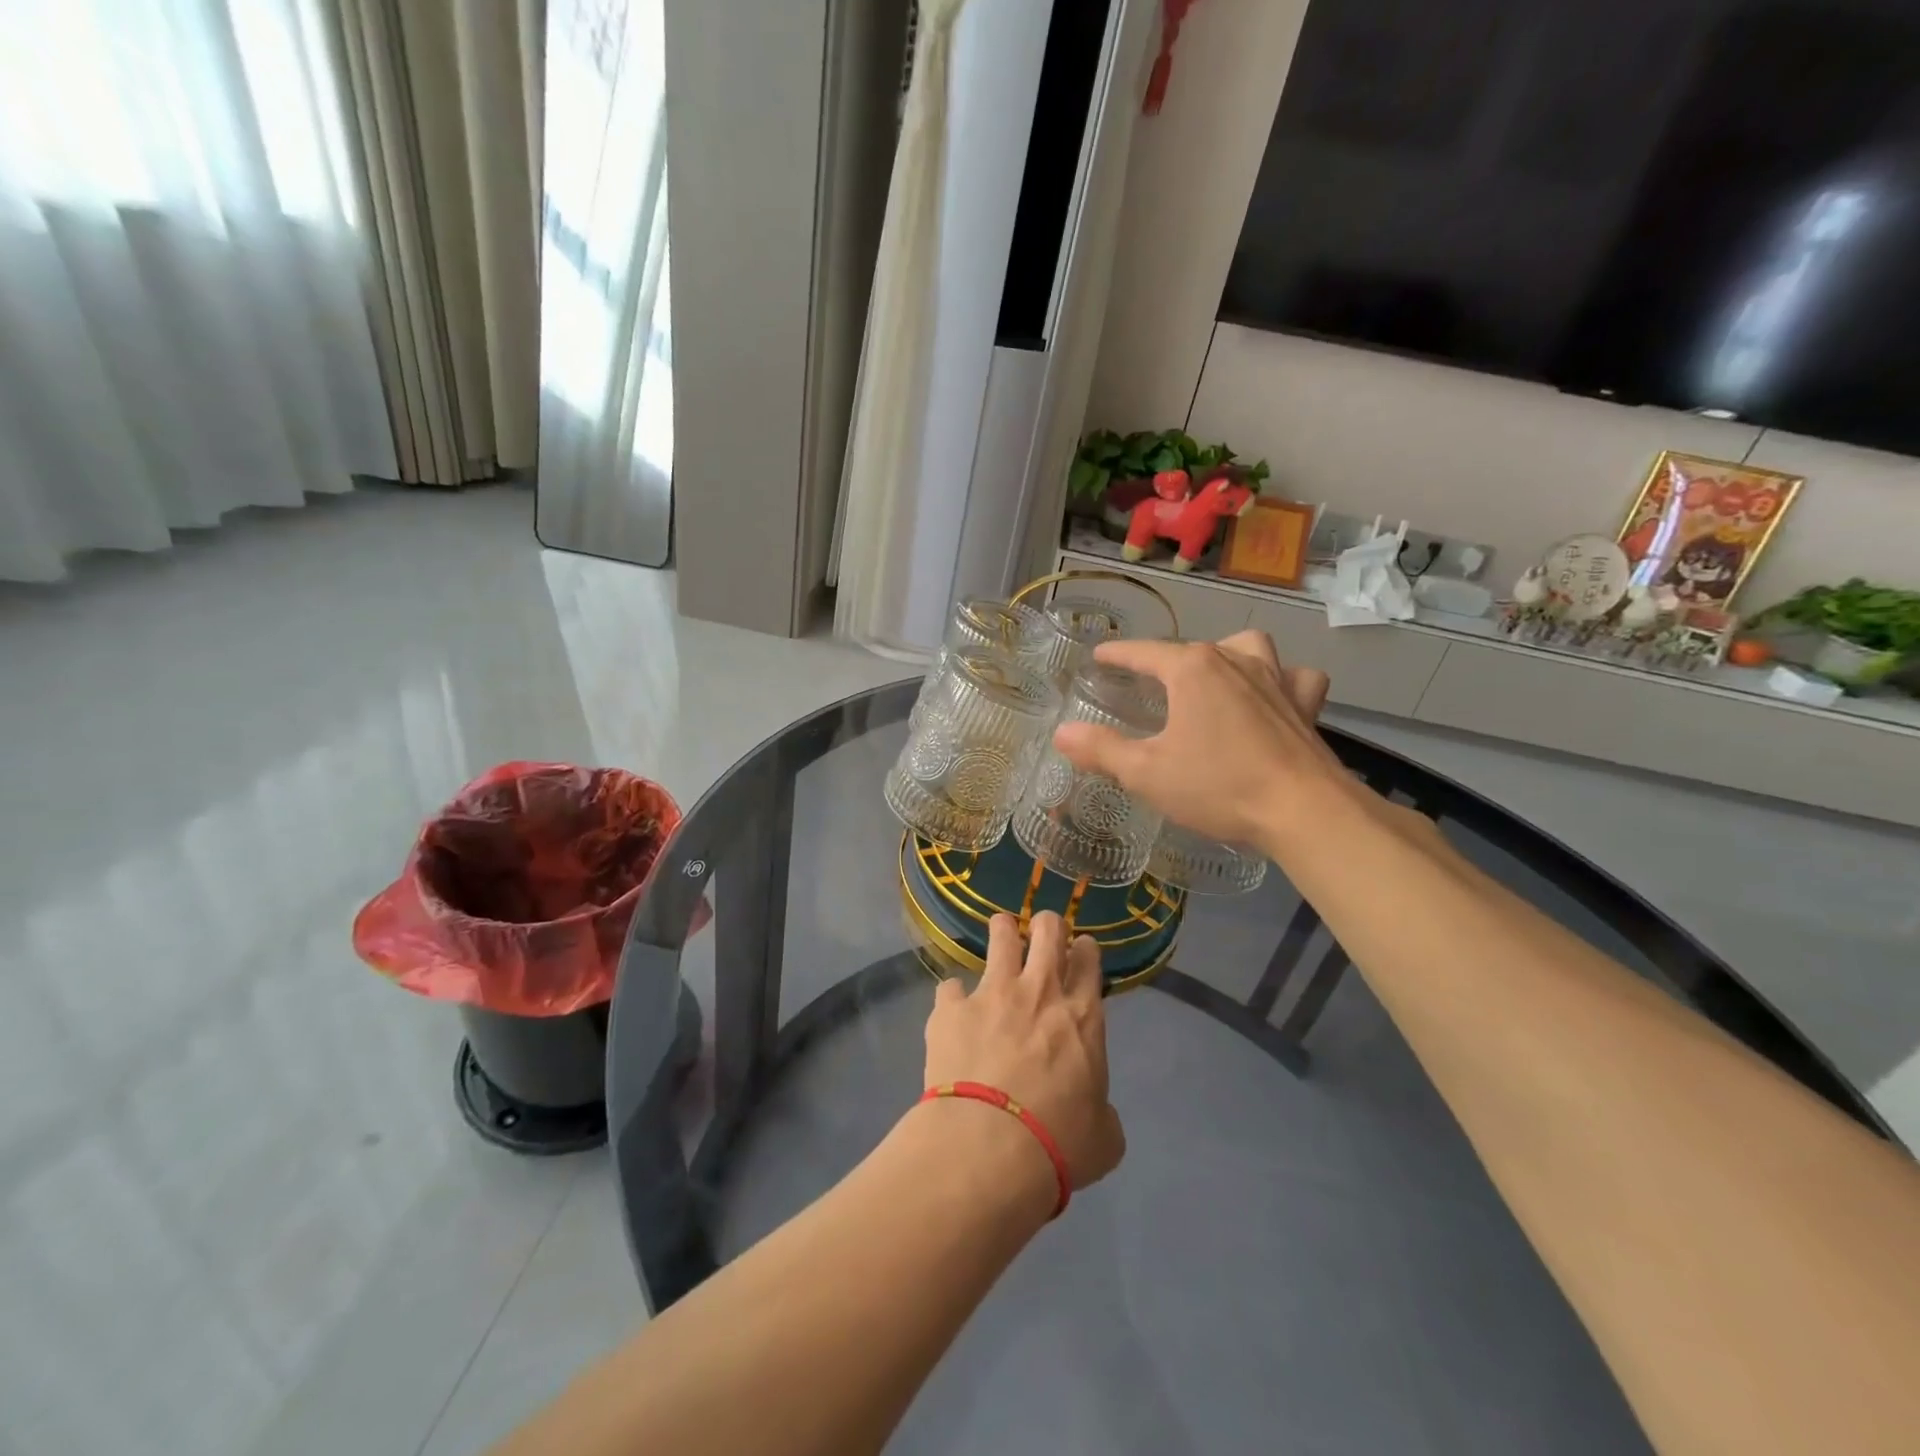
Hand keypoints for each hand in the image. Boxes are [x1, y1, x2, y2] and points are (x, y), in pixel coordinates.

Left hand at [923, 912, 1125, 1193]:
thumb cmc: (1058, 1144)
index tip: (1080, 951)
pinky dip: (954, 998)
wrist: (989, 1146)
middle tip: (1042, 935)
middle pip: (1048, 930)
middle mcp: (1039, 991)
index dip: (1084, 950)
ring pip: (1001, 934)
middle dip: (1047, 925)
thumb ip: (1101, 1110)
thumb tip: (1094, 1111)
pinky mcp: (951, 1008)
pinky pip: (950, 986)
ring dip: (1002, 932)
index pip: (1088, 960)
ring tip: (1000, 937)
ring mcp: (992, 993)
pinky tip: (952, 1012)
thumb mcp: (1104, 1136)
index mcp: (1081, 1016)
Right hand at [1052, 631, 1339, 852]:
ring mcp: (1276, 678)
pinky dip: (1282, 682)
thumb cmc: (1218, 785)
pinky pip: (1295, 679)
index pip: (1144, 652)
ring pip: (1249, 648)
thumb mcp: (1146, 773)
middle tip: (1151, 685)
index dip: (1118, 655)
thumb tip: (1062, 733)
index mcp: (1192, 670)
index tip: (1100, 656)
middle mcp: (1235, 660)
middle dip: (1168, 661)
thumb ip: (1101, 750)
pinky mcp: (1305, 705)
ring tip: (1215, 679)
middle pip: (1193, 649)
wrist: (1303, 810)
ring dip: (1229, 656)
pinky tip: (1273, 698)